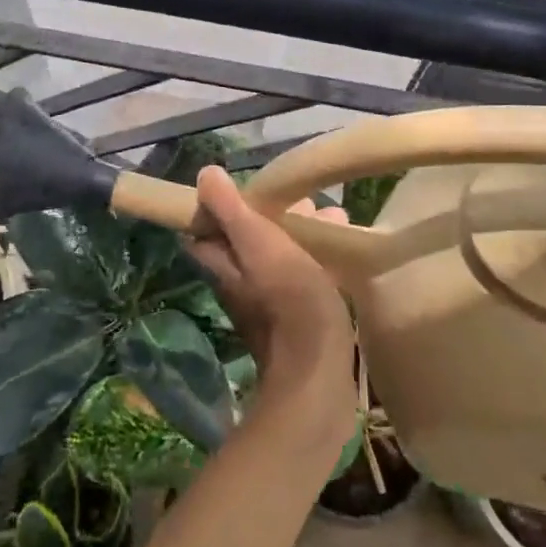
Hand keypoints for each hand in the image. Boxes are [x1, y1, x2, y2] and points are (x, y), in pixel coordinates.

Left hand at [182, 166, 355, 433]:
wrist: (318, 373)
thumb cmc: (288, 299)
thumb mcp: (259, 244)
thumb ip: (231, 210)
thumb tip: (205, 174)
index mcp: (222, 264)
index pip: (206, 228)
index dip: (220, 204)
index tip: (248, 185)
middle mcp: (238, 283)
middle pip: (247, 240)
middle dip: (272, 215)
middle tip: (304, 198)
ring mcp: (267, 304)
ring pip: (277, 257)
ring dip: (299, 234)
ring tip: (332, 216)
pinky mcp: (296, 319)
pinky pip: (301, 278)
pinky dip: (316, 258)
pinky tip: (341, 251)